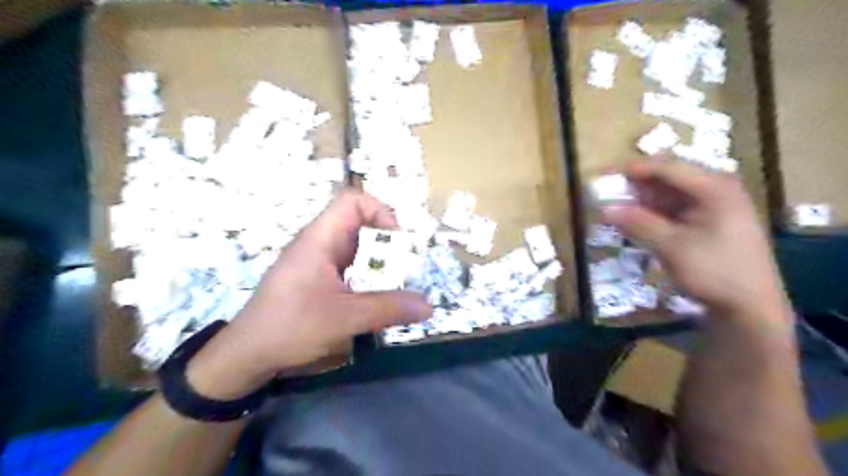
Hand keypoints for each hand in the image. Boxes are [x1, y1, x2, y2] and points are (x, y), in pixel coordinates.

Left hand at [186, 191, 431, 399]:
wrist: (246, 356)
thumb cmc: (289, 328)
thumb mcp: (343, 318)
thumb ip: (387, 309)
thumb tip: (428, 306)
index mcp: (320, 239)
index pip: (353, 201)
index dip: (380, 211)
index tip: (398, 241)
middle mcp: (319, 244)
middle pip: (360, 225)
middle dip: (387, 242)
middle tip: (406, 267)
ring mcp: (318, 263)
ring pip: (357, 249)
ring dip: (379, 262)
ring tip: (398, 283)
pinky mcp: (318, 281)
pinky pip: (350, 268)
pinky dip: (368, 277)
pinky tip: (376, 298)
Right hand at [600, 163, 791, 320]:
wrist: (750, 307)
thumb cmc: (713, 271)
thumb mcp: (671, 246)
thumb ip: (637, 223)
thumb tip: (604, 209)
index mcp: (714, 189)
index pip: (668, 168)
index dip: (634, 169)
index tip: (605, 175)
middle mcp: (715, 191)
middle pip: (668, 179)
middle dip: (635, 185)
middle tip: (607, 191)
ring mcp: (713, 207)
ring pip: (669, 195)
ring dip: (641, 200)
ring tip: (614, 206)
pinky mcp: (707, 223)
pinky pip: (674, 210)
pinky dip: (652, 213)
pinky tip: (634, 220)